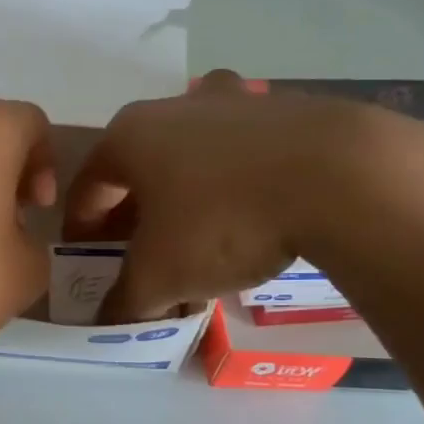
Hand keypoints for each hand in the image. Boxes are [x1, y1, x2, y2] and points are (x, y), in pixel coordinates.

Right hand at [63, 69, 423, 320]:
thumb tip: (111, 321)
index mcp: (131, 136)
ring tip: (200, 240)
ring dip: (186, 196)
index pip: (89, 185)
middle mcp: (176, 108)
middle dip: (134, 213)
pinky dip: (236, 185)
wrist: (342, 177)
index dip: (81, 226)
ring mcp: (236, 102)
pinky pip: (245, 154)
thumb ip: (126, 300)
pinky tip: (255, 220)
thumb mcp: (161, 275)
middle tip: (141, 254)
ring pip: (194, 156)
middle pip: (140, 167)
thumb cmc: (223, 221)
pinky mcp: (289, 110)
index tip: (86, 258)